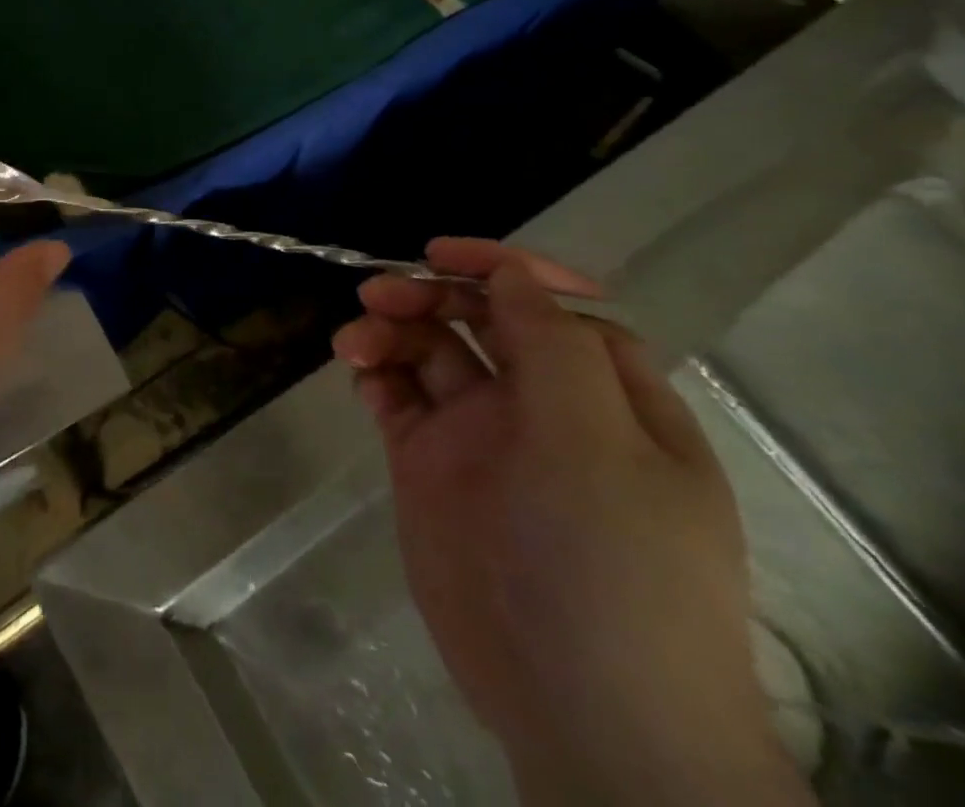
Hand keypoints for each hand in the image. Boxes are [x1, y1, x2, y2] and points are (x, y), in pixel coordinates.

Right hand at [332, 239, 808, 806]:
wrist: (579, 709)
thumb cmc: (609, 561)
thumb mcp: (598, 442)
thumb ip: (552, 346)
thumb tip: (511, 273)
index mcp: (604, 395)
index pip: (551, 306)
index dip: (501, 269)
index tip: (440, 255)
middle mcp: (542, 406)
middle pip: (478, 320)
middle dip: (428, 296)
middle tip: (377, 295)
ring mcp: (481, 437)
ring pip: (429, 354)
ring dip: (390, 331)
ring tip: (355, 343)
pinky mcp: (430, 466)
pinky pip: (398, 399)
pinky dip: (377, 375)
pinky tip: (361, 377)